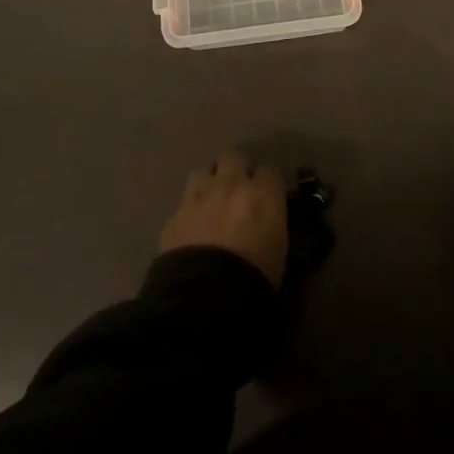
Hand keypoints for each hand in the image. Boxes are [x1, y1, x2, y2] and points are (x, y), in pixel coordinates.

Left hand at [158, 153, 288, 288]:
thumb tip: (267, 220)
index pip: (269, 172)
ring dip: (208, 183)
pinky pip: (183, 203)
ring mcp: (199, 196)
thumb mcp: (279, 249)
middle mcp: (230, 185)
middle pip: (234, 157)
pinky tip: (191, 229)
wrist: (206, 295)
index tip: (266, 198)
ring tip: (210, 203)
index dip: (266, 185)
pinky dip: (189, 212)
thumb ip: (273, 224)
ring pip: (203, 171)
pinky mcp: (174, 215)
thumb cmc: (256, 277)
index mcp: (262, 194)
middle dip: (236, 170)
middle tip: (237, 191)